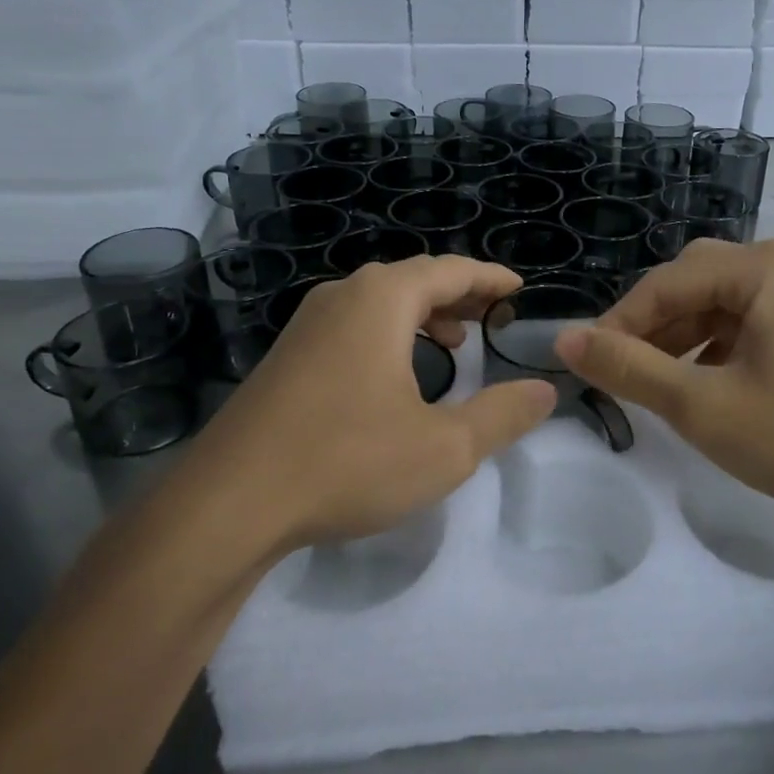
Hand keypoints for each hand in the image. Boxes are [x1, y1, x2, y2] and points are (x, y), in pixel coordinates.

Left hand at [172, 257, 556, 563]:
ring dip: (424, 314)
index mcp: (382, 299)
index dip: (491, 277)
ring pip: (380, 302)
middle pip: (414, 279)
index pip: (451, 269)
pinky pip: (353, 325)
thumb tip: (546, 390)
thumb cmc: (347, 461)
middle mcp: (343, 296)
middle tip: (495, 314)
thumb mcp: (444, 447)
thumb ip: (502, 415)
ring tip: (456, 341)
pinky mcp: (287, 356)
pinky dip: (390, 334)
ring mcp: (307, 324)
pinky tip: (397, 374)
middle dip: (460, 294)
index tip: (520, 288)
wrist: (227, 504)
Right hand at [554, 239, 773, 522]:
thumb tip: (566, 341)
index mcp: (762, 268)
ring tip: (656, 382)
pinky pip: (749, 323)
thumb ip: (630, 369)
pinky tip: (704, 384)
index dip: (619, 321)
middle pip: (694, 283)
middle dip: (652, 325)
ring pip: (721, 304)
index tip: (587, 363)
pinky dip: (715, 348)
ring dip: (681, 337)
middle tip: (622, 370)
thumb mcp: (703, 406)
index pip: (667, 282)